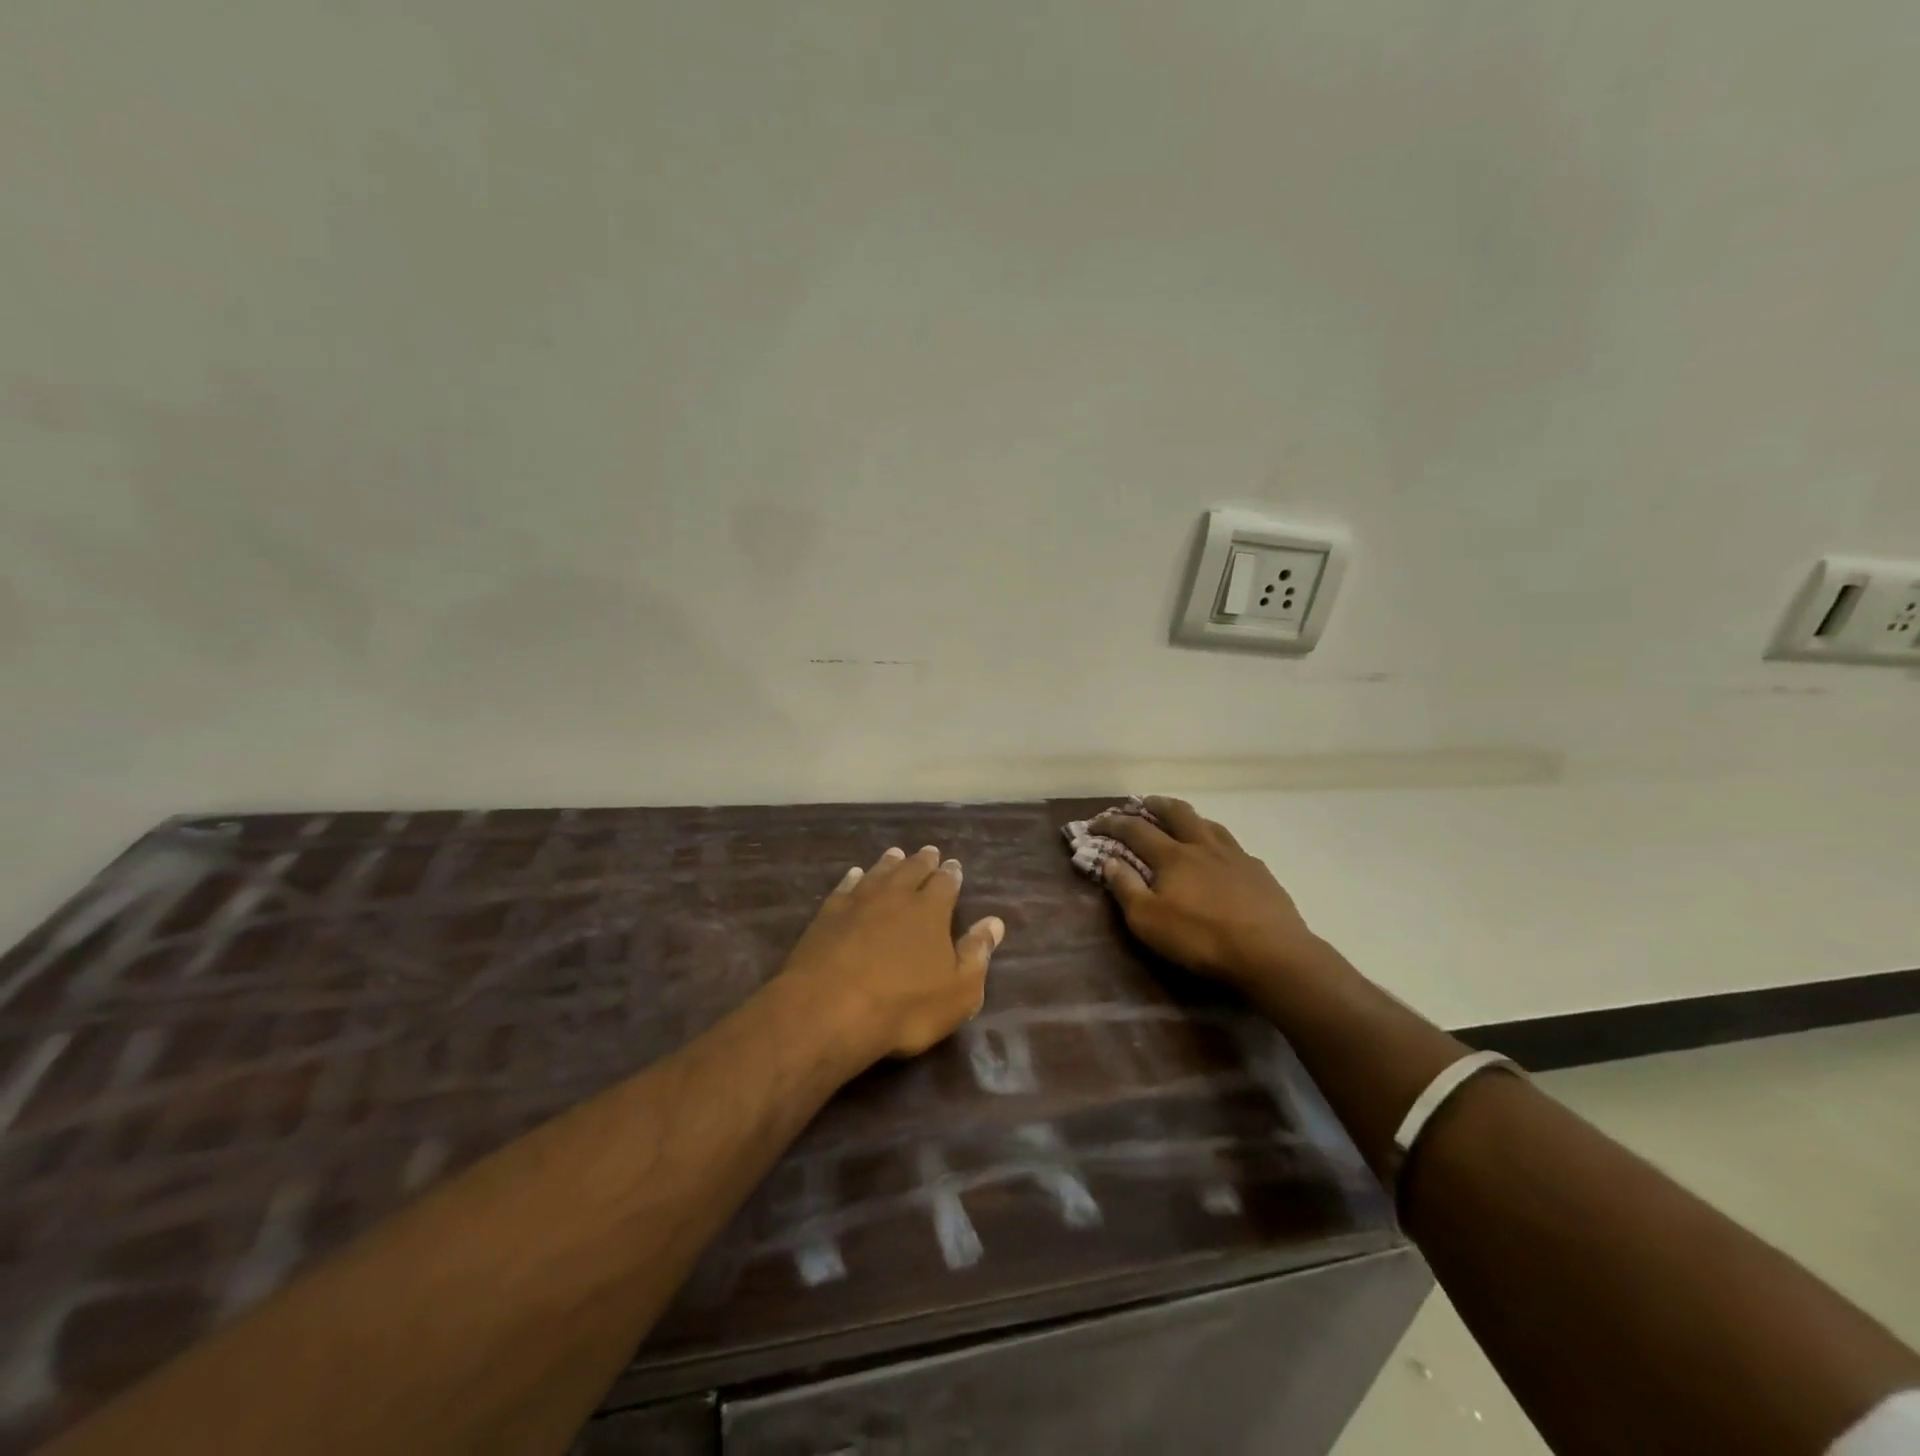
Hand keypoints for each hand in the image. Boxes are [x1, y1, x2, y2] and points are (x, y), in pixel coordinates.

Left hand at [778, 845, 1005, 1061]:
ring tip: (896, 854)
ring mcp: (858, 902)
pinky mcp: (827, 915)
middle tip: (929, 852)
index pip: (945, 883)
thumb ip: (976, 954)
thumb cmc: (904, 1006)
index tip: (954, 865)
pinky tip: (854, 875)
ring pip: (878, 873)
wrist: (829, 1009)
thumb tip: (994, 922)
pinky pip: (845, 888)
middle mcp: (895, 896)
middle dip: (923, 861)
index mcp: (930, 911)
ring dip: (889, 863)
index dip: (951, 874)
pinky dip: (853, 878)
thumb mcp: (957, 991)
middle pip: (911, 870)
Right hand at [1092, 797, 1316, 991]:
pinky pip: (1233, 845)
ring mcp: (1235, 856)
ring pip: (1208, 823)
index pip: (1135, 829)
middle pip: (1177, 813)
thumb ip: (1125, 888)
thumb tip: (1109, 860)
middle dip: (1155, 804)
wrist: (1272, 954)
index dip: (1112, 823)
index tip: (1095, 824)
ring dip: (1189, 817)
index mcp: (1173, 856)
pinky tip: (1221, 855)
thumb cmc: (1202, 939)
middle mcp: (1202, 846)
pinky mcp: (1259, 872)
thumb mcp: (1149, 921)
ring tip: (1181, 820)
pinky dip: (1217, 841)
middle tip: (1142, 803)